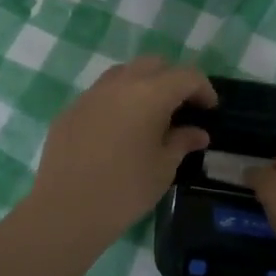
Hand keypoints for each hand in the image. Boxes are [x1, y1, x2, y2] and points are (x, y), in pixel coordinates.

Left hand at [25, 56, 216, 246]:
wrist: (66, 210)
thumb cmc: (125, 190)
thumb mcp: (163, 168)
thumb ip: (182, 142)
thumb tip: (197, 133)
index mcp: (150, 94)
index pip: (186, 76)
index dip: (203, 88)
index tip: (210, 109)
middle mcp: (120, 84)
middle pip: (154, 64)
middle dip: (172, 79)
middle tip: (181, 107)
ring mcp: (91, 94)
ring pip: (124, 73)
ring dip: (142, 84)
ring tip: (149, 114)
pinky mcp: (71, 109)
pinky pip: (101, 93)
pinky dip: (117, 101)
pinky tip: (118, 129)